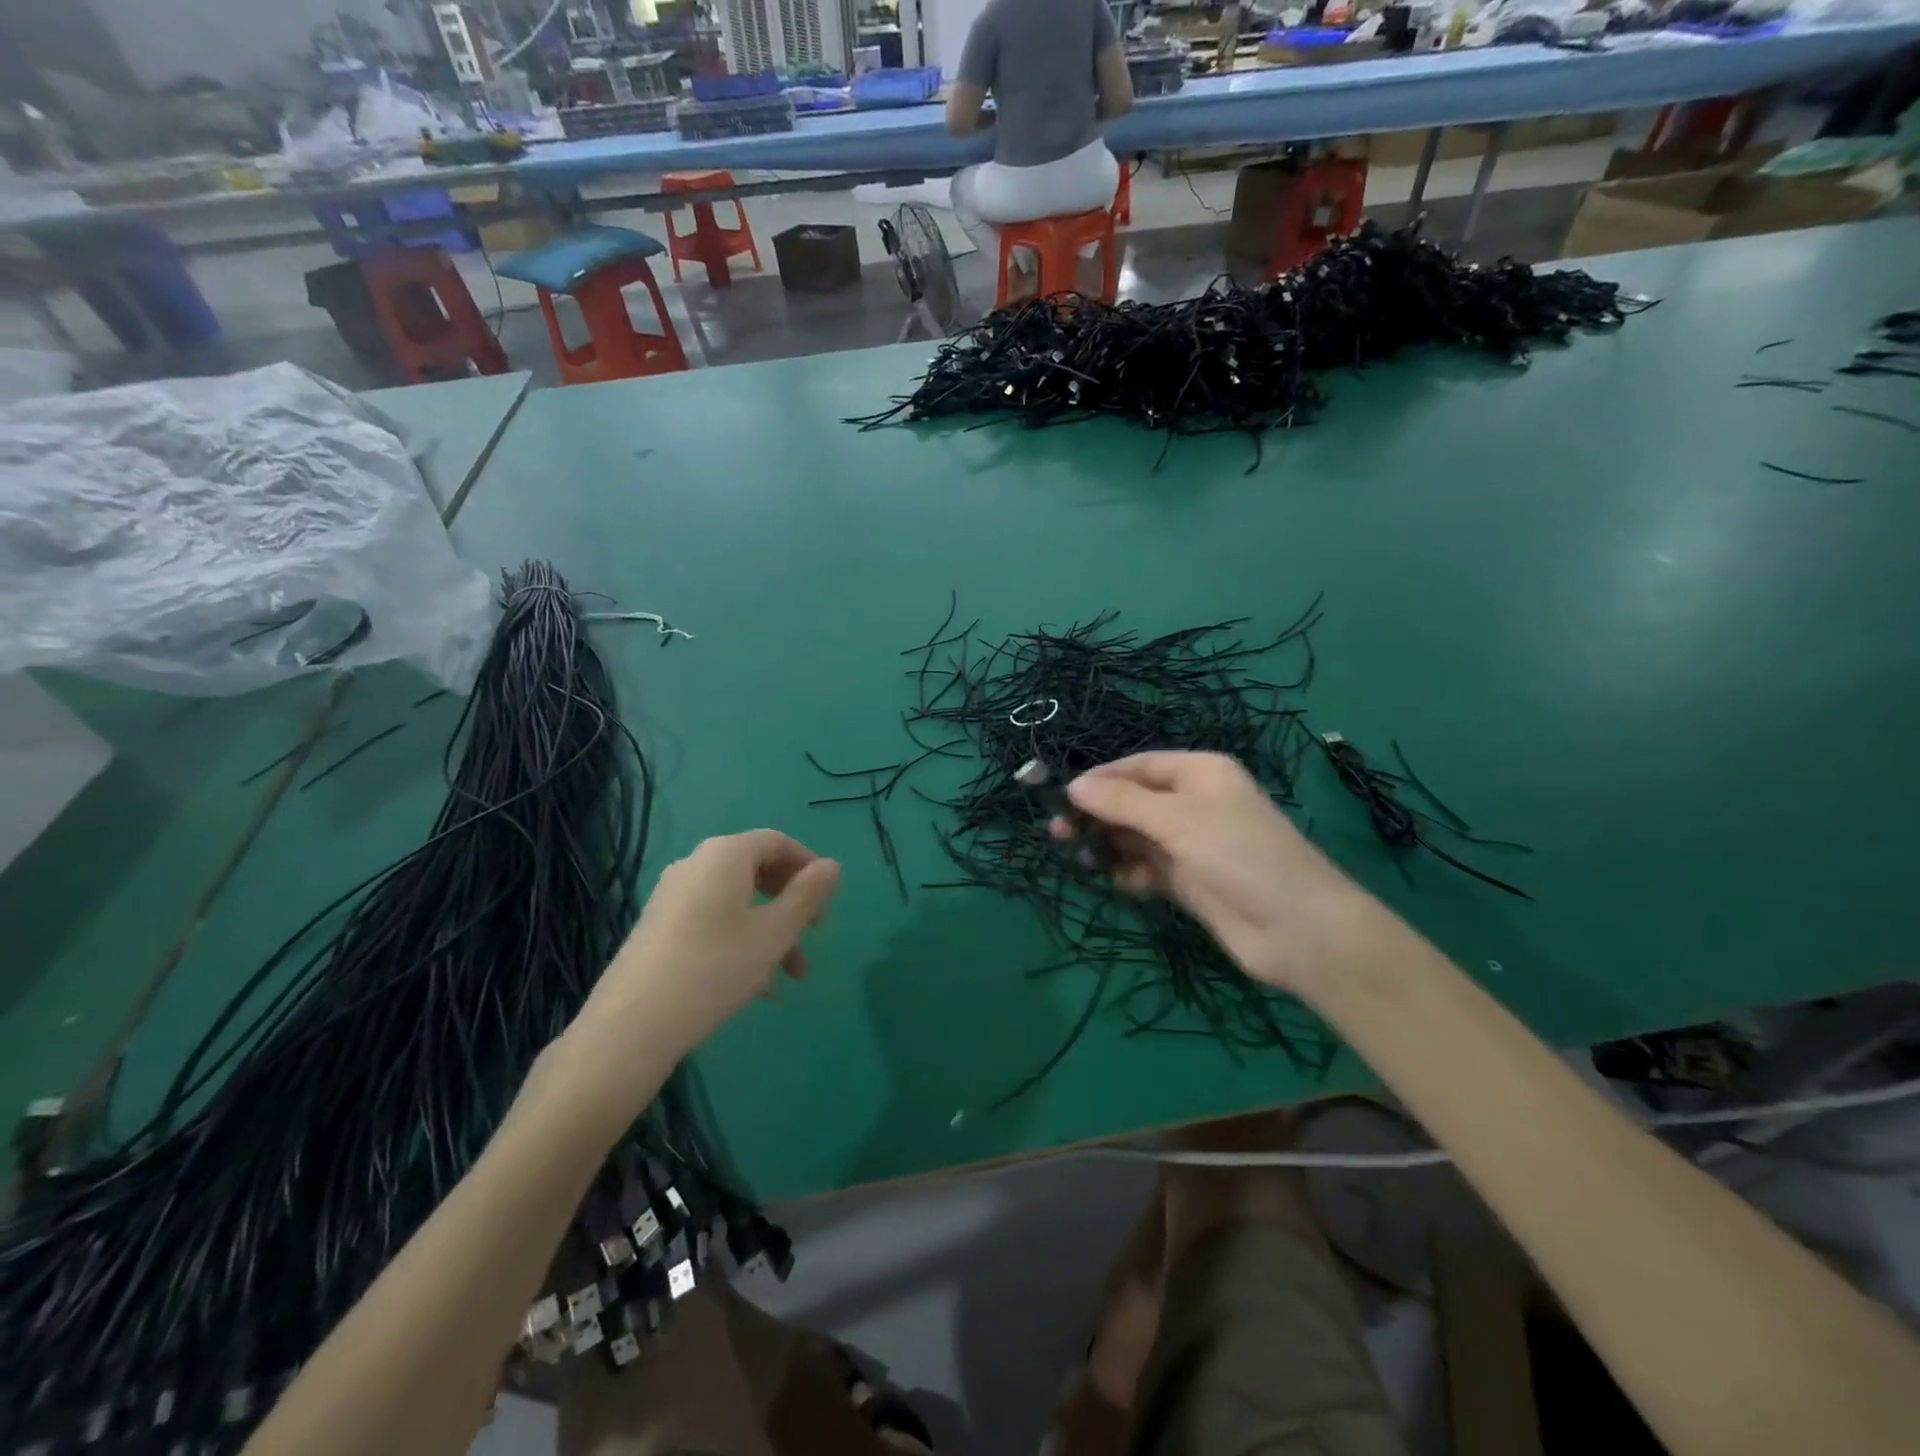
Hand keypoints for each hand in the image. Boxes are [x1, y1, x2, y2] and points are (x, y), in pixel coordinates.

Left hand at [559, 831, 840, 1114]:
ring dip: (770, 932)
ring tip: (790, 979)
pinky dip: (740, 942)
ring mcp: (673, 896)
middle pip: (757, 872)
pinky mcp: (659, 927)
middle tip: (813, 937)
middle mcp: (696, 864)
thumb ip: (807, 896)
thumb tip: (832, 865)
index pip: (778, 842)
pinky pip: (713, 922)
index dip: (809, 866)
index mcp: (726, 854)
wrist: (633, 1024)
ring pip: (737, 903)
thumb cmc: (716, 967)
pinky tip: (756, 988)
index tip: (828, 902)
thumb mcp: (775, 932)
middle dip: (791, 905)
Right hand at [1060, 752, 1380, 997]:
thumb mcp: (1178, 820)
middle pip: (1134, 801)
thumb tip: (1074, 786)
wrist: (1296, 929)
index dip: (1101, 779)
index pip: (1139, 766)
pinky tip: (1116, 883)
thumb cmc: (1239, 855)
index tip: (1063, 796)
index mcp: (1200, 773)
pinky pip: (1148, 869)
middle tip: (1057, 831)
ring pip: (1137, 837)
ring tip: (1078, 857)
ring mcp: (1192, 844)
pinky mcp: (1189, 880)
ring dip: (1109, 845)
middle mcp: (1194, 803)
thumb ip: (1123, 803)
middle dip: (1098, 814)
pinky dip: (1129, 874)